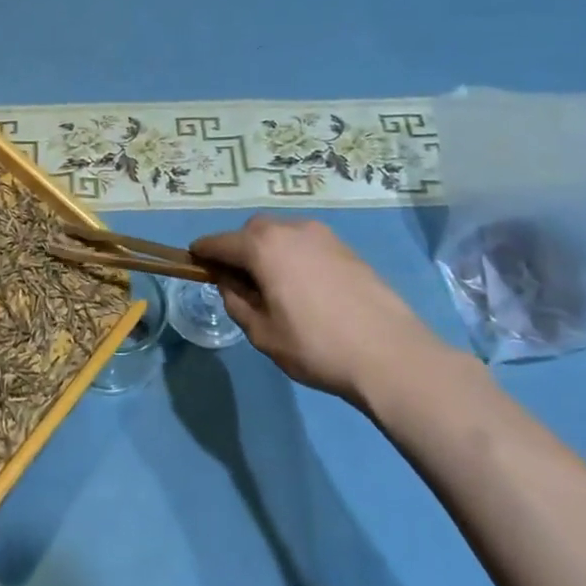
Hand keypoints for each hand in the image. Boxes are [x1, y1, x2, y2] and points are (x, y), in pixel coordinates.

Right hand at [190, 217, 445, 410]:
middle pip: (251, 231)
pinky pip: (306, 244)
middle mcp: (290, 229)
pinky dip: (294, 256)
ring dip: (268, 250)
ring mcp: (323, 235)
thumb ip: (237, 302)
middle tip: (238, 281)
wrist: (391, 355)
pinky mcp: (346, 248)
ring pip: (281, 234)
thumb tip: (229, 284)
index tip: (193, 263)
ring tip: (273, 285)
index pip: (219, 242)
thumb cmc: (316, 346)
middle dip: (238, 249)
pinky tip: (304, 288)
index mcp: (262, 246)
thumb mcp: (262, 333)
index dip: (202, 253)